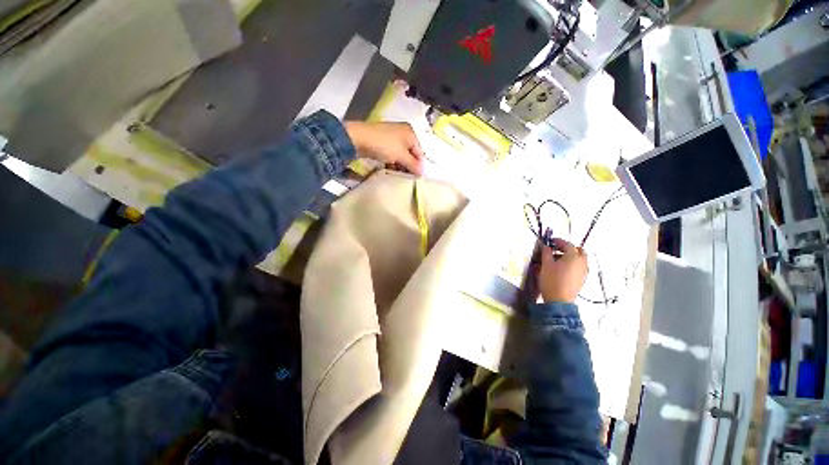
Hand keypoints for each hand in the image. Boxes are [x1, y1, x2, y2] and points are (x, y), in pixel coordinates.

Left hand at [344, 121, 423, 175]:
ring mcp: (391, 137)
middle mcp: (402, 133)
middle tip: (406, 177)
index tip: (416, 178)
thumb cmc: (384, 145)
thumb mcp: (401, 156)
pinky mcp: (382, 142)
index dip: (419, 165)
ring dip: (400, 165)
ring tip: (397, 174)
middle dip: (409, 166)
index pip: (420, 152)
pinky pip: (391, 154)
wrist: (358, 138)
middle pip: (410, 153)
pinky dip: (392, 162)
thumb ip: (413, 165)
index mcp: (410, 133)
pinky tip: (389, 169)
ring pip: (400, 155)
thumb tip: (423, 173)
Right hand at [538, 238, 587, 303]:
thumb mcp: (546, 264)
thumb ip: (546, 253)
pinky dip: (572, 264)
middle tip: (556, 249)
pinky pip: (579, 267)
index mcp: (573, 256)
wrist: (559, 301)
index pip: (567, 244)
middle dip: (568, 248)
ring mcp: (583, 272)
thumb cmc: (552, 280)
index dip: (558, 241)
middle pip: (578, 251)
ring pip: (580, 259)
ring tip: (557, 259)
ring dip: (570, 256)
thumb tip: (546, 246)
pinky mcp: (582, 279)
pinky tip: (562, 268)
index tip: (550, 241)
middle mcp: (582, 262)